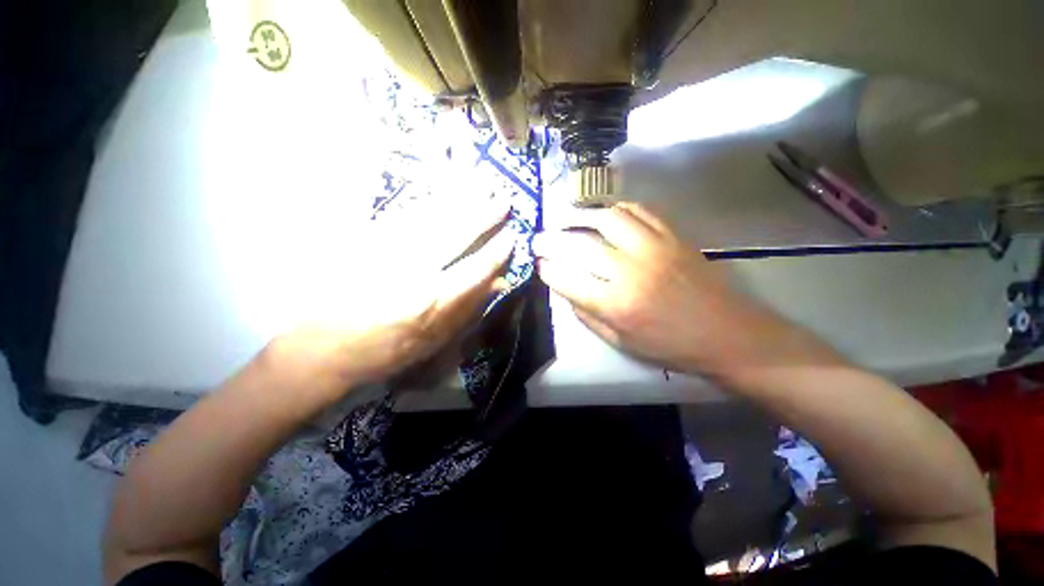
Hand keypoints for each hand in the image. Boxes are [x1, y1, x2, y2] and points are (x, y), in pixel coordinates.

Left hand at [265, 192, 514, 398]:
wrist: (321, 347)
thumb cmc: (384, 351)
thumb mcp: (433, 341)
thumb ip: (468, 310)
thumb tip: (498, 283)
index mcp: (431, 302)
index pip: (475, 269)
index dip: (496, 252)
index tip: (511, 237)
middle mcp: (412, 270)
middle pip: (455, 234)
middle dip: (483, 215)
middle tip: (503, 199)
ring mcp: (386, 250)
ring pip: (431, 217)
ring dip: (459, 199)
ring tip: (479, 182)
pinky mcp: (364, 239)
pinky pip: (402, 214)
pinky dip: (427, 200)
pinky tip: (441, 189)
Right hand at [532, 202, 804, 377]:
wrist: (727, 334)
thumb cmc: (670, 346)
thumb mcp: (620, 342)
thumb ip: (587, 315)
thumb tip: (566, 289)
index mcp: (616, 304)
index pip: (567, 279)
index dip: (547, 270)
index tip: (539, 265)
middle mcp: (630, 270)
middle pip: (579, 245)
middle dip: (551, 241)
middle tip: (538, 239)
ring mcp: (653, 247)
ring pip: (606, 218)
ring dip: (579, 216)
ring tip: (566, 220)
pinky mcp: (672, 236)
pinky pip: (638, 211)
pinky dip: (614, 209)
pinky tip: (603, 215)